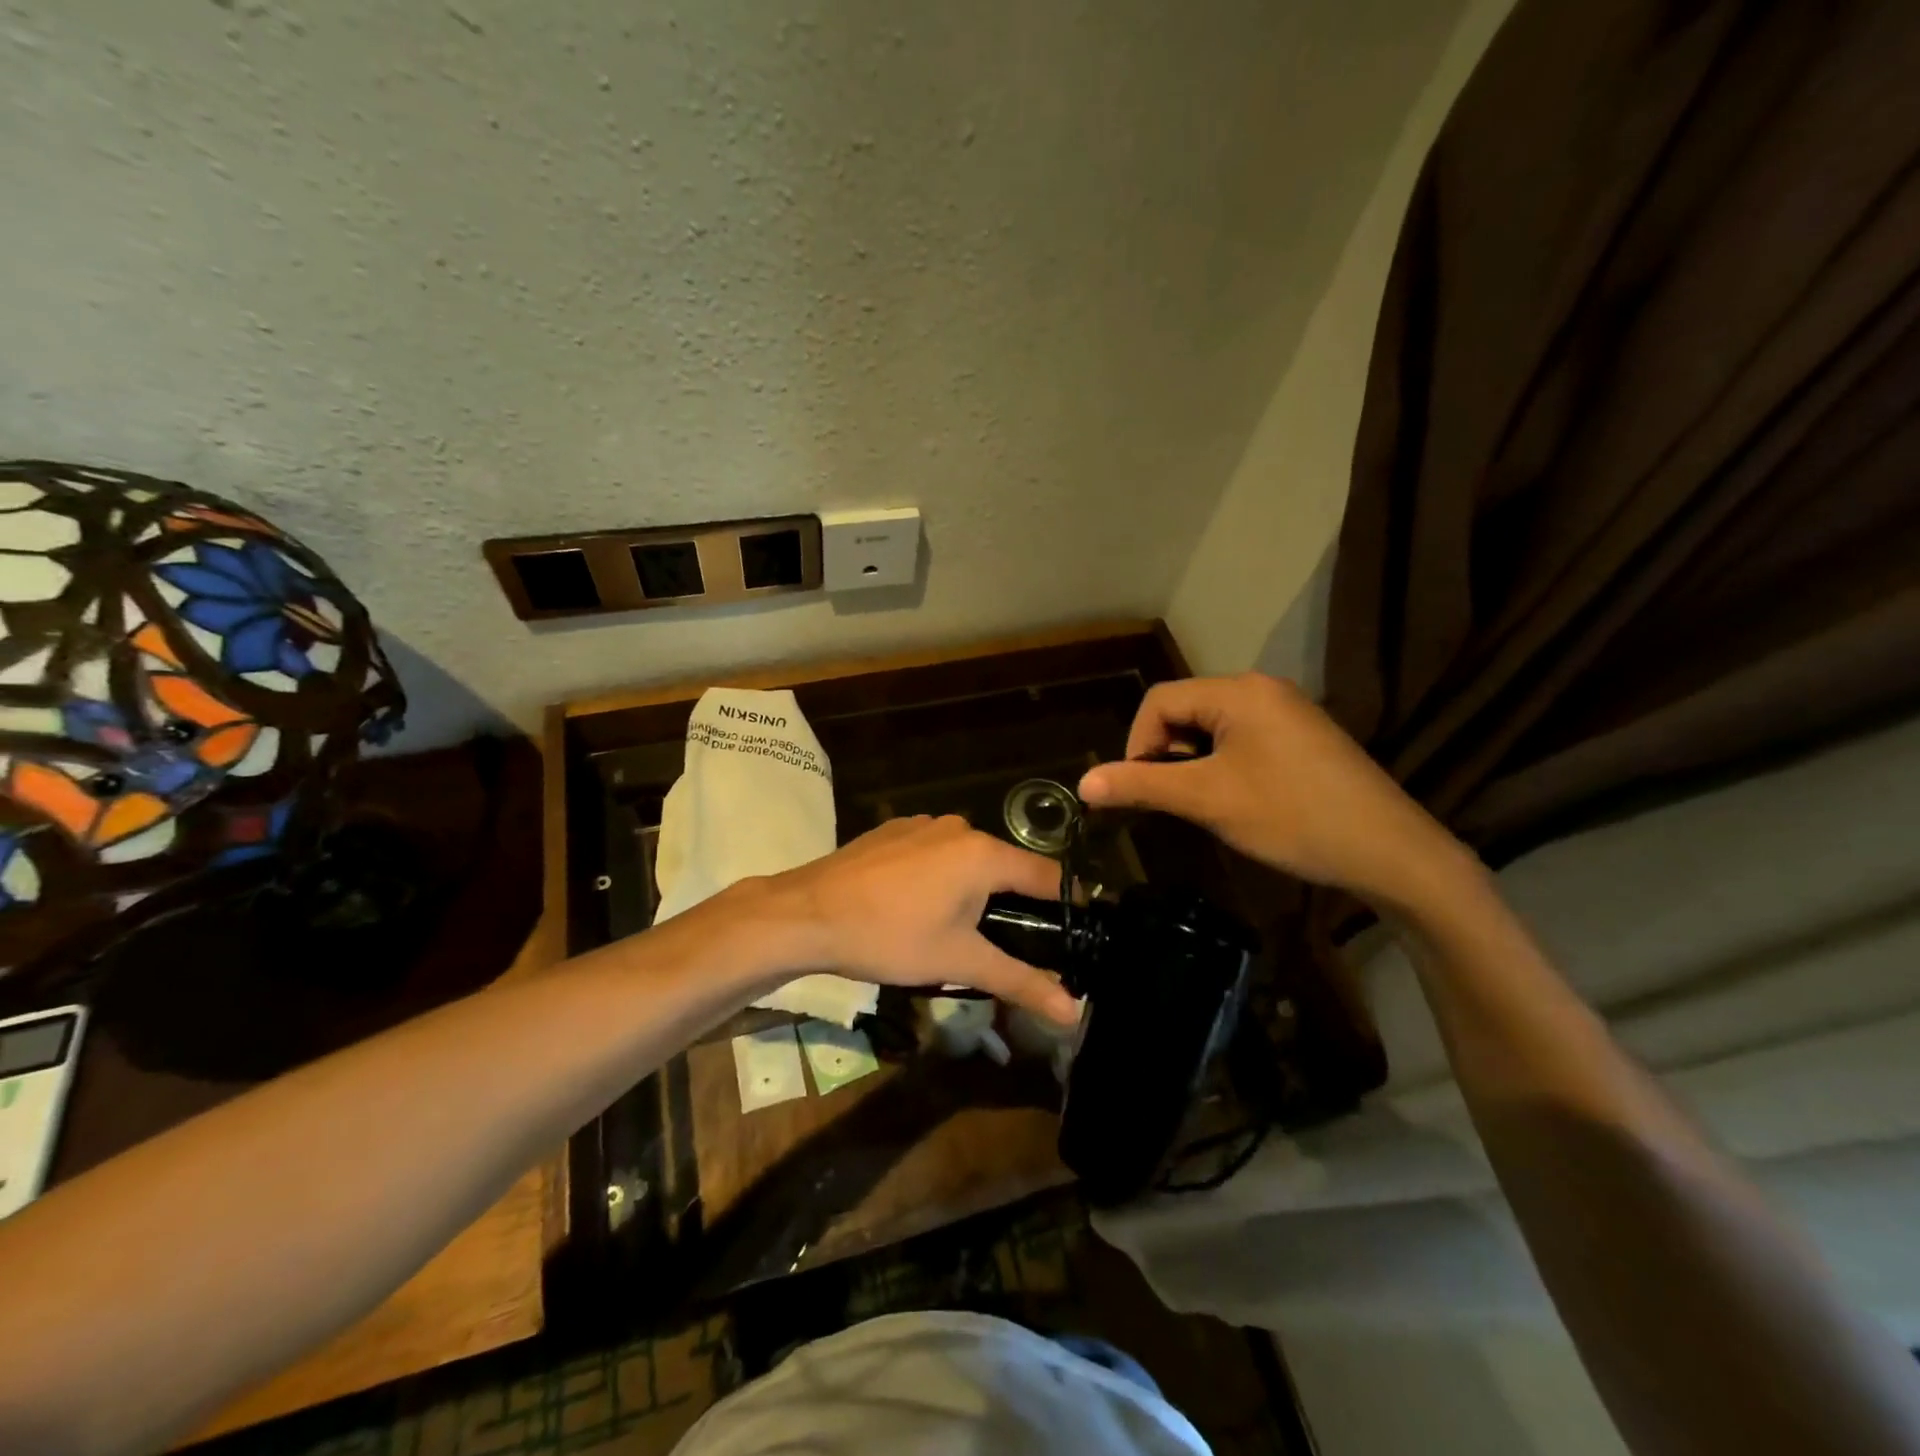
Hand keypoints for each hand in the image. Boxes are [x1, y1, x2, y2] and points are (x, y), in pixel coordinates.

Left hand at [767, 815, 1080, 1024]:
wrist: (807, 913)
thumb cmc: (890, 937)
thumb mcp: (959, 962)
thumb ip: (1020, 981)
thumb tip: (1073, 1012)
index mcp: (984, 853)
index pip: (1047, 875)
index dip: (1065, 907)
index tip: (1071, 937)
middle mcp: (959, 827)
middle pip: (1006, 867)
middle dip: (1012, 905)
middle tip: (1005, 947)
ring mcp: (923, 824)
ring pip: (968, 860)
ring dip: (973, 892)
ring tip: (955, 933)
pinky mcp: (894, 830)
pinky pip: (935, 853)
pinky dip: (940, 878)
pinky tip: (915, 908)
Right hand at [1077, 673, 1473, 908]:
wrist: (1390, 852)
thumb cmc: (1292, 817)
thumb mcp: (1208, 800)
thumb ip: (1142, 785)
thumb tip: (1083, 783)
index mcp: (1238, 691)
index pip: (1159, 701)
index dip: (1137, 744)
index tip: (1140, 790)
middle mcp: (1262, 689)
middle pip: (1185, 709)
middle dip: (1166, 753)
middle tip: (1173, 799)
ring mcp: (1287, 711)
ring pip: (1212, 726)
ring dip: (1193, 761)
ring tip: (1203, 803)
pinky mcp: (1302, 736)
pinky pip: (1242, 737)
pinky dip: (1222, 763)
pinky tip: (1237, 798)